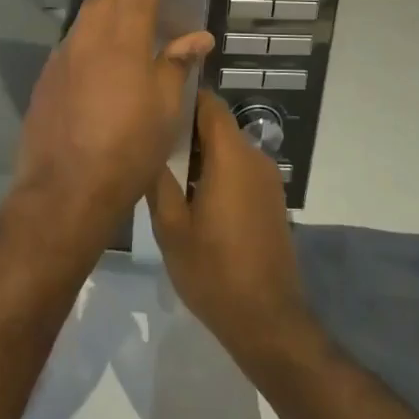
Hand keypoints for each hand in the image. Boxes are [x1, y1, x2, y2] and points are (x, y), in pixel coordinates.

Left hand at [7, 0, 213, 251]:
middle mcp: (86, 37)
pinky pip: (73, 44)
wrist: (64, 192)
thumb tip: (196, 37)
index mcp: (121, 38)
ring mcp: (61, 57)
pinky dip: (94, 43)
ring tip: (135, 44)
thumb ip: (177, 64)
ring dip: (112, 15)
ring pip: (87, 15)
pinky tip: (107, 75)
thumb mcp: (165, 109)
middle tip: (159, 6)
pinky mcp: (46, 79)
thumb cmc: (126, 150)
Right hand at [148, 93, 312, 369]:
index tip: (154, 105)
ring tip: (165, 170)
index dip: (183, 98)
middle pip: (218, 125)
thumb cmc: (213, 271)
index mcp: (232, 157)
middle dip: (186, 129)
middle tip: (149, 143)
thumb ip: (159, 180)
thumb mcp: (171, 228)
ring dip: (200, 154)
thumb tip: (147, 147)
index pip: (209, 104)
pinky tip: (192, 197)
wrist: (266, 320)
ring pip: (228, 148)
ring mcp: (268, 181)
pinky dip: (217, 171)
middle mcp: (255, 159)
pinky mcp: (271, 201)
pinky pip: (240, 170)